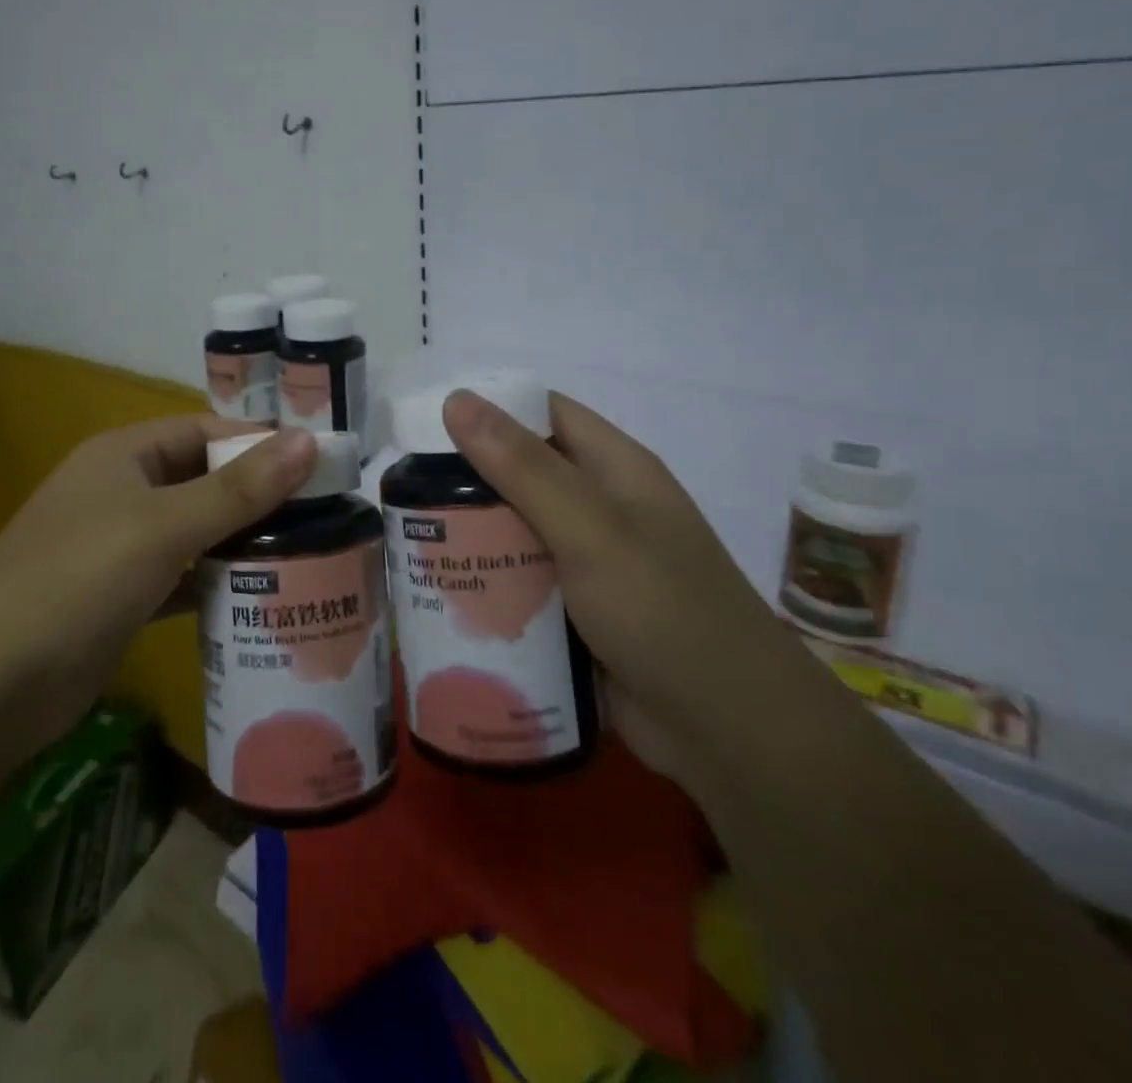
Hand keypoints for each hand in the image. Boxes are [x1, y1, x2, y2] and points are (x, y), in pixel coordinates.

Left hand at [0, 416, 317, 746]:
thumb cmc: (76, 580)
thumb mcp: (162, 526)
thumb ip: (238, 488)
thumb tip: (310, 440)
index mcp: (126, 456)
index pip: (207, 431)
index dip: (262, 443)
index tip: (324, 466)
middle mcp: (123, 493)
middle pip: (205, 481)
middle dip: (260, 497)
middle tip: (328, 517)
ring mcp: (120, 550)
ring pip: (197, 533)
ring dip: (244, 543)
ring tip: (310, 556)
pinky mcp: (123, 601)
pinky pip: (183, 580)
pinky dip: (218, 586)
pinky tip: (263, 599)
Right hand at [442, 388, 825, 789]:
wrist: (731, 733)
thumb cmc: (664, 611)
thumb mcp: (590, 530)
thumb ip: (523, 467)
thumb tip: (457, 399)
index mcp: (615, 469)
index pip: (543, 414)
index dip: (488, 410)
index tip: (424, 425)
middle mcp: (601, 508)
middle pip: (521, 475)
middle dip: (465, 481)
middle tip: (401, 494)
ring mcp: (589, 563)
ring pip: (515, 533)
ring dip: (471, 536)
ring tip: (406, 542)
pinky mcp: (576, 613)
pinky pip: (521, 584)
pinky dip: (487, 584)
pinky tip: (441, 594)